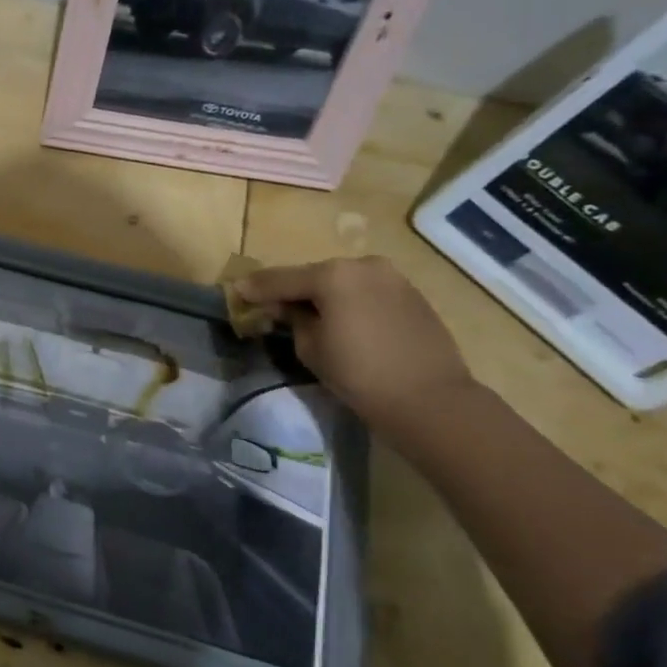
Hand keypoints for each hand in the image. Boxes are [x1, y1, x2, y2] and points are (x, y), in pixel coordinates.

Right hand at [234, 257, 475, 430]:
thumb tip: (285, 309)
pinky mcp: (411, 294)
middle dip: (291, 289)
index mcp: (333, 274)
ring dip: (322, 294)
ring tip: (306, 312)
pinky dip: (349, 300)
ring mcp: (392, 277)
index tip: (235, 291)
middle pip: (314, 275)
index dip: (255, 288)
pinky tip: (341, 317)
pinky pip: (366, 291)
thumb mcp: (310, 348)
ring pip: (343, 281)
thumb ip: (292, 319)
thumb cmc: (360, 374)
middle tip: (270, 304)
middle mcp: (362, 265)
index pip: (281, 279)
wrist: (431, 401)